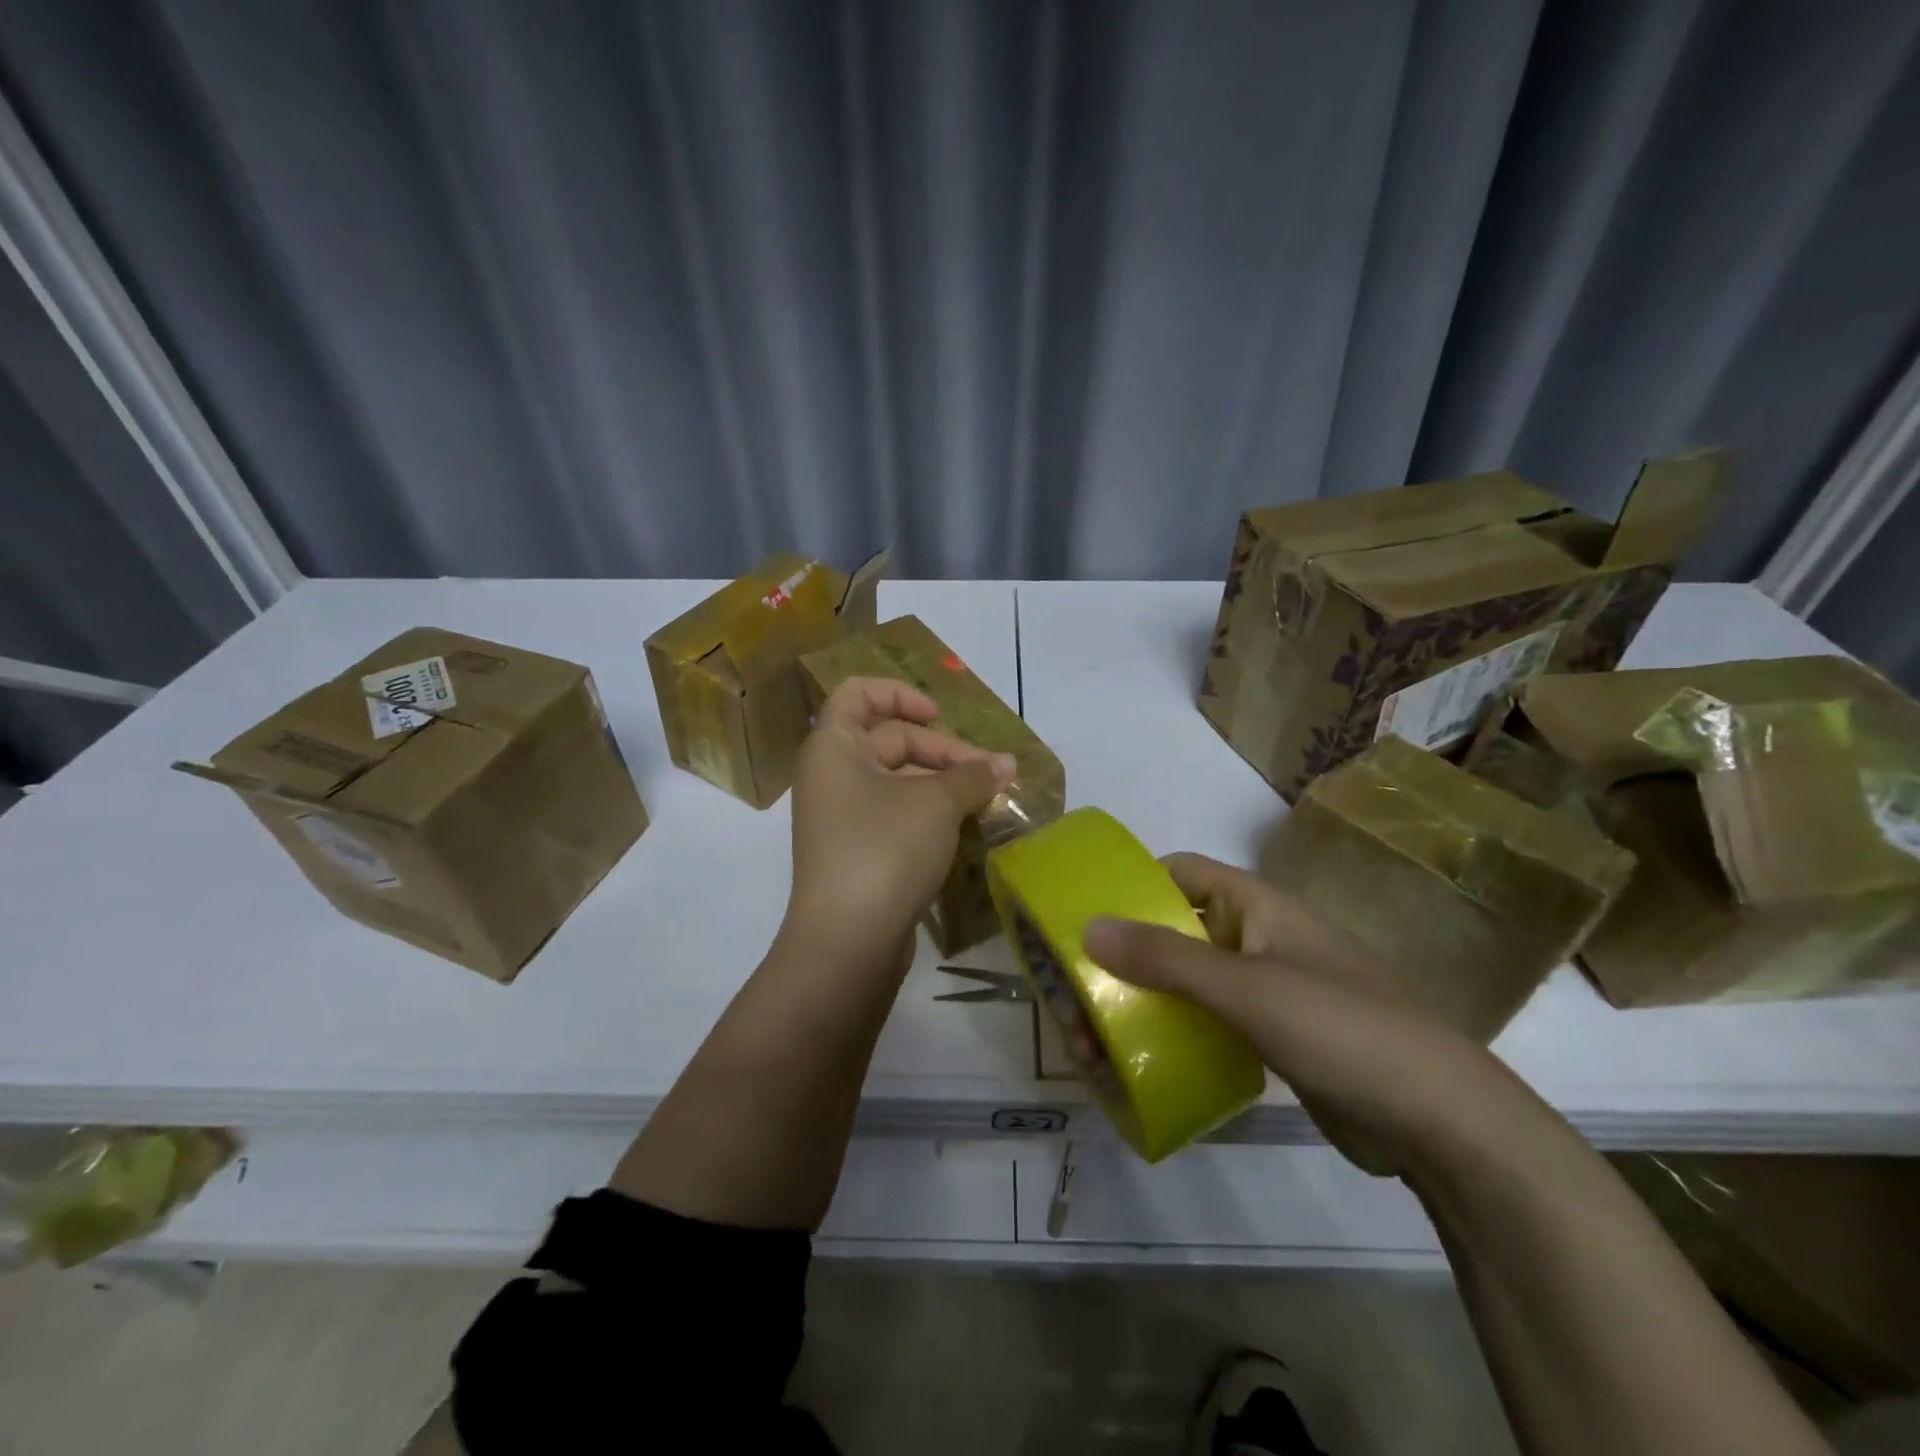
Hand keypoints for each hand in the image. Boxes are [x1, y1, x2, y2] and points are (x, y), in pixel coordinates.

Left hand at [785, 678, 1014, 971]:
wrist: (848, 942)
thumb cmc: (884, 850)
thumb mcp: (936, 804)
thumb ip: (972, 776)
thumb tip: (1006, 764)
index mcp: (833, 748)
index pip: (857, 694)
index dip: (899, 694)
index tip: (939, 716)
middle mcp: (831, 776)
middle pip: (888, 739)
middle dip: (942, 750)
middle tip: (990, 773)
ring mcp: (842, 818)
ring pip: (897, 781)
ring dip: (942, 783)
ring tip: (987, 799)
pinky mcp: (857, 853)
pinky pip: (895, 815)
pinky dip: (928, 814)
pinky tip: (964, 828)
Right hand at [1084, 853, 1532, 1177]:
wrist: (1442, 1124)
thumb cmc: (1342, 1029)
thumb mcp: (1247, 988)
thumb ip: (1166, 958)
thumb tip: (1088, 926)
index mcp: (1257, 906)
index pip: (1181, 873)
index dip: (1132, 885)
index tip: (1082, 915)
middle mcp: (1257, 938)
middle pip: (1176, 931)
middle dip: (1125, 958)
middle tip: (1074, 995)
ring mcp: (1267, 989)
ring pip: (1189, 981)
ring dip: (1143, 1001)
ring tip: (1093, 1039)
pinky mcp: (1273, 1038)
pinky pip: (1209, 1022)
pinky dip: (1173, 1032)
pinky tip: (1140, 1061)